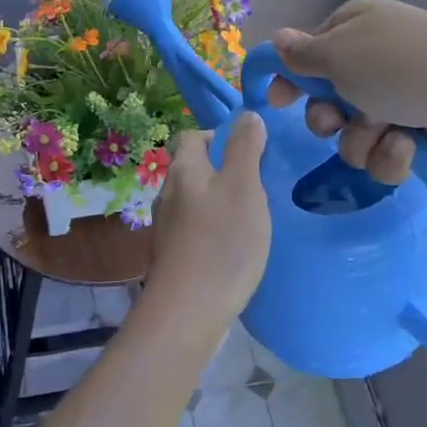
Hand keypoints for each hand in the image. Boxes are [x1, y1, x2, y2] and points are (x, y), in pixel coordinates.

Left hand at [142, 113, 270, 330]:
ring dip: (220, 202)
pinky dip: (215, 230)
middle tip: (258, 185)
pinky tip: (236, 247)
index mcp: (183, 170)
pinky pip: (196, 230)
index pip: (191, 136)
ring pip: (195, 201)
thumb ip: (245, 148)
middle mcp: (168, 193)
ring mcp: (168, 227)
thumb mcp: (243, 186)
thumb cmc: (222, 241)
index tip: (249, 151)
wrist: (189, 310)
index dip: (217, 136)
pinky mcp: (174, 256)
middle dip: (223, 170)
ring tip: (253, 216)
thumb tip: (246, 116)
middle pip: (193, 169)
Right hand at [265, 0, 426, 183]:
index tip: (276, 101)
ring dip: (361, 139)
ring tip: (385, 133)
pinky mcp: (421, 132)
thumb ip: (301, 54)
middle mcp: (377, 58)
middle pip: (327, 97)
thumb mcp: (338, 53)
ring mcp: (401, 96)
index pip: (310, 51)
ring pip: (353, 131)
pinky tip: (410, 145)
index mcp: (357, 26)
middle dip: (328, 117)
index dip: (292, 77)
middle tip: (336, 122)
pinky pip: (383, 152)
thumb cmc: (401, 67)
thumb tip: (276, 39)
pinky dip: (390, 154)